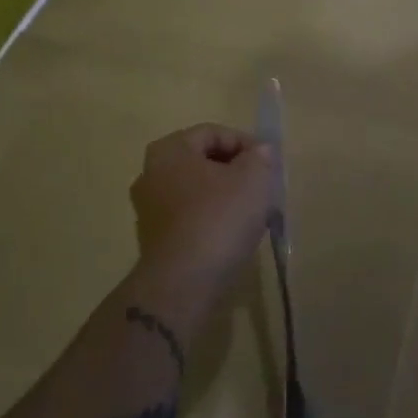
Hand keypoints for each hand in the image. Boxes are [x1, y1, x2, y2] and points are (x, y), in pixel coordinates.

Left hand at [129, 124, 274, 290]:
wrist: (183, 284)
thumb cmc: (218, 219)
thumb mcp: (253, 178)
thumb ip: (260, 157)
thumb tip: (260, 151)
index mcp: (169, 150)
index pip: (213, 132)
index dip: (245, 143)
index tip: (269, 165)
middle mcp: (151, 174)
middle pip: (203, 161)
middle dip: (236, 170)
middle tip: (263, 187)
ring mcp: (149, 209)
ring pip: (198, 191)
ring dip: (226, 196)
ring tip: (254, 212)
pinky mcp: (155, 239)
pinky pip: (191, 217)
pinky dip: (212, 219)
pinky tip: (234, 235)